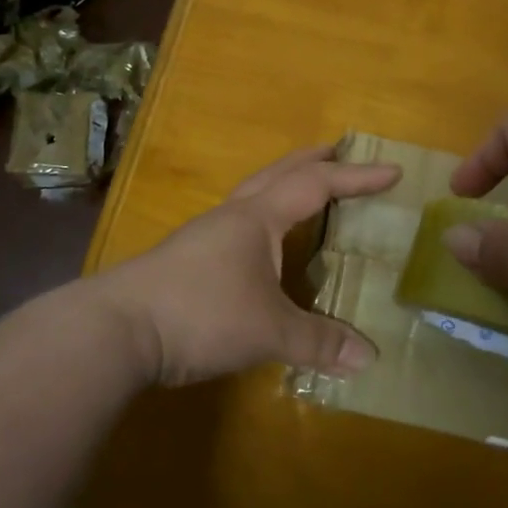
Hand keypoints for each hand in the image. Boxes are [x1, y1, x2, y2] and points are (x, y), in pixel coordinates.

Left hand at [95, 144, 399, 387]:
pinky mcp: (186, 258)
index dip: (357, 178)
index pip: (317, 186)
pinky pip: (237, 222)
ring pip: (253, 194)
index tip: (391, 170)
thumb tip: (369, 358)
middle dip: (312, 160)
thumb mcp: (268, 331)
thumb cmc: (200, 314)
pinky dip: (262, 216)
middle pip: (278, 173)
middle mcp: (232, 216)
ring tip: (303, 191)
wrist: (116, 329)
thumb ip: (318, 342)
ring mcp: (204, 235)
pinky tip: (260, 244)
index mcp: (257, 218)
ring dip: (283, 184)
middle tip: (339, 149)